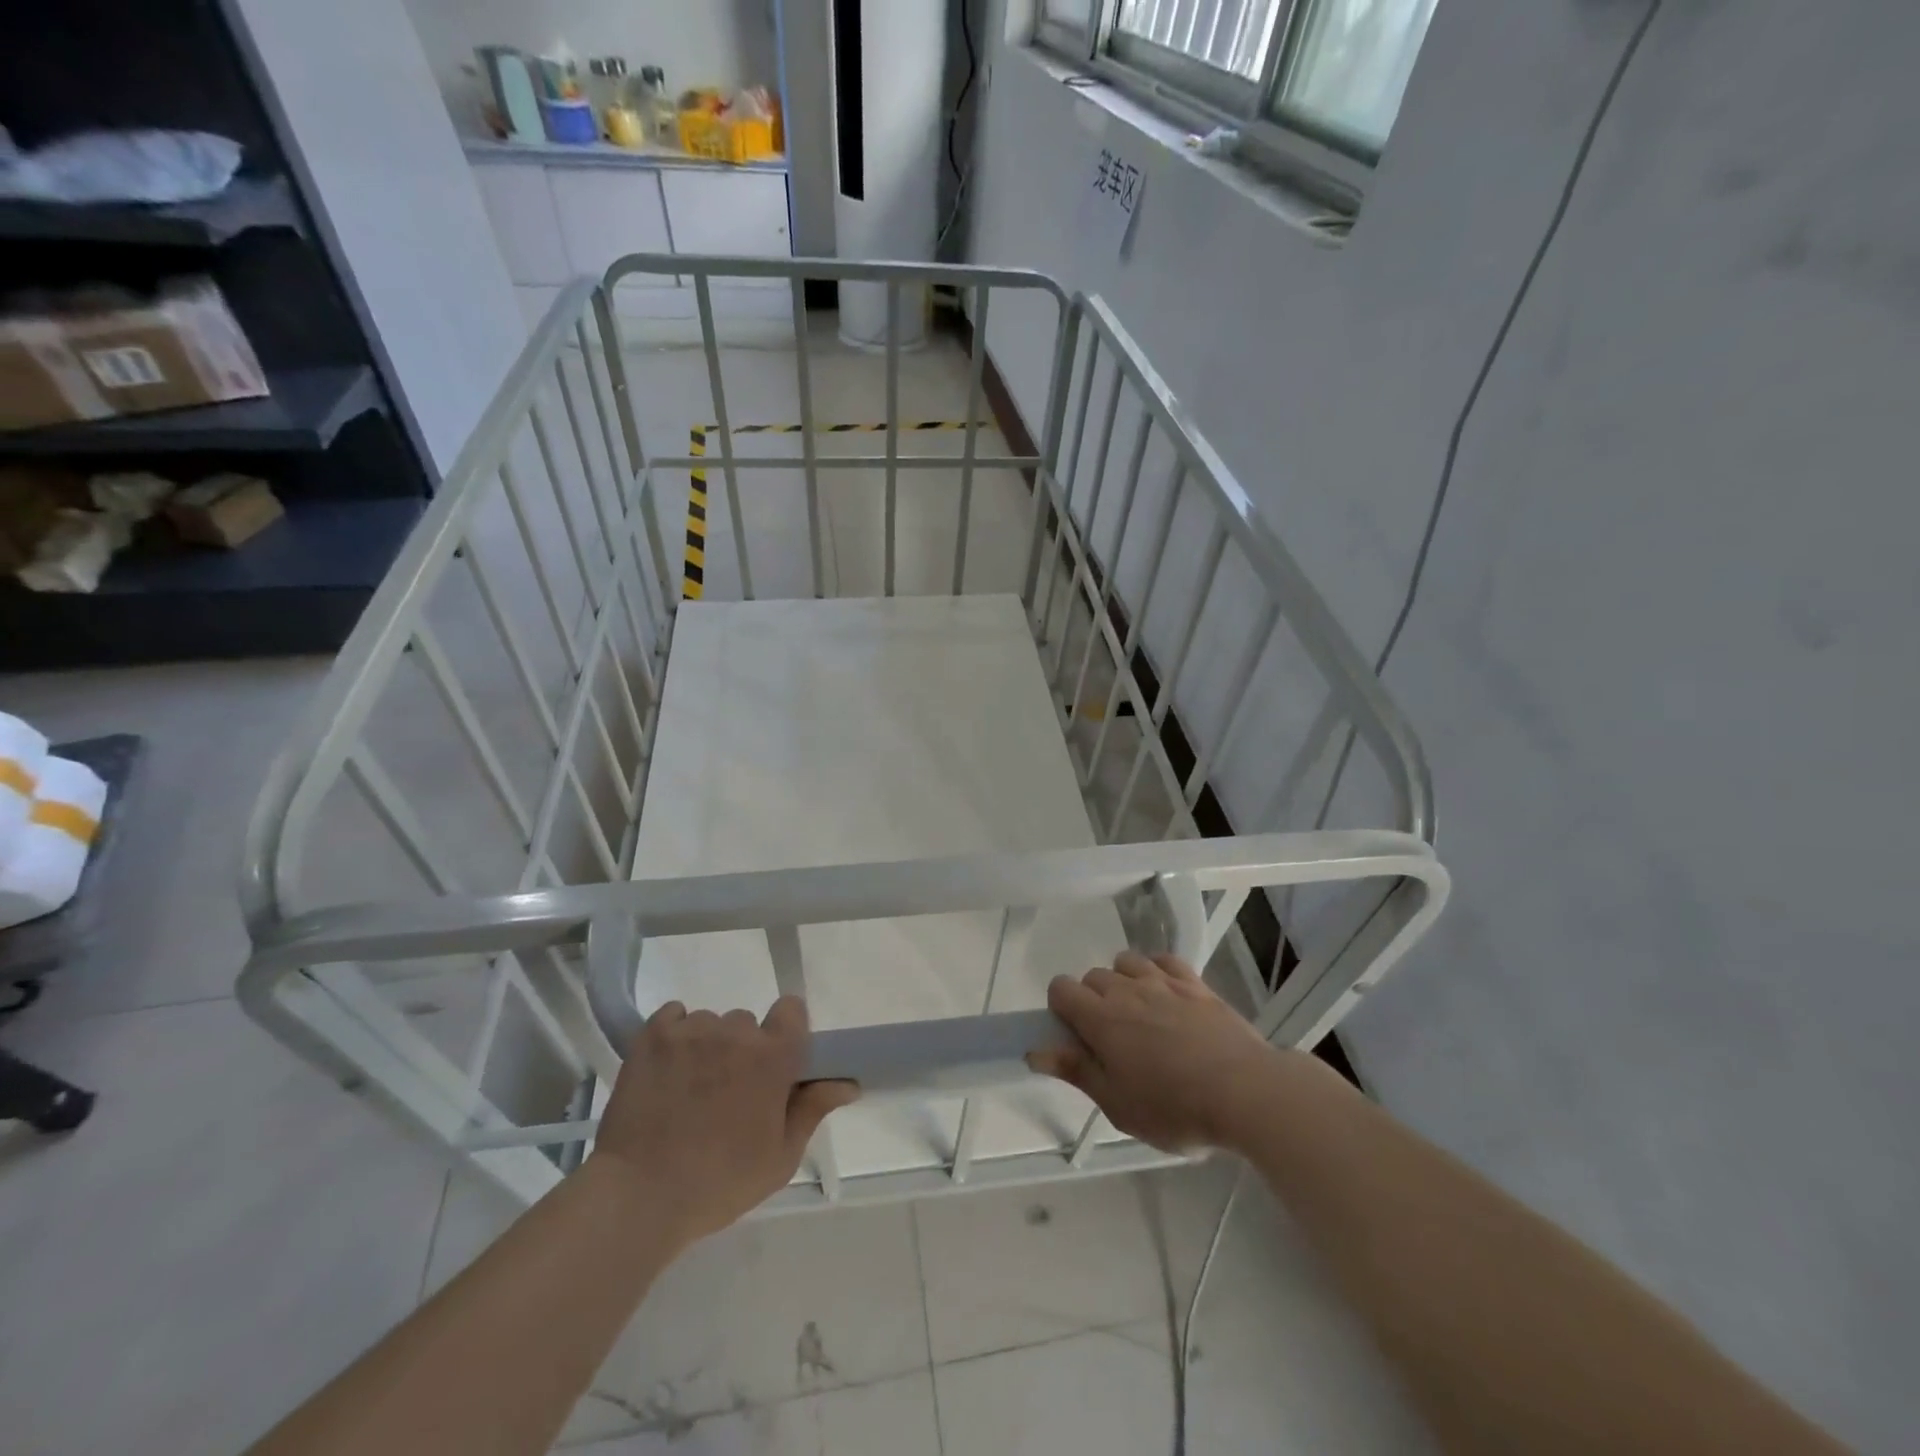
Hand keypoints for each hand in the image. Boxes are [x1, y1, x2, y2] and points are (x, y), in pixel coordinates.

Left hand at [593, 997, 858, 1246]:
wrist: (638, 1197)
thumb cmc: (719, 1183)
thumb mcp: (779, 1158)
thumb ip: (813, 1109)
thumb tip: (849, 1083)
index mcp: (773, 1056)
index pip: (792, 1009)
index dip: (786, 1031)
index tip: (775, 1064)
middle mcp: (736, 1032)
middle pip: (746, 1023)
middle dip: (742, 1051)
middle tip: (727, 1093)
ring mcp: (691, 1031)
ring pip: (709, 1023)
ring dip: (706, 1046)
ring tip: (689, 1089)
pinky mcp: (652, 1036)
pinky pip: (674, 1016)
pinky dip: (674, 1035)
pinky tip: (666, 1070)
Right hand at [1027, 951, 1283, 1152]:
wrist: (1245, 1091)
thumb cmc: (1174, 1108)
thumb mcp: (1117, 1104)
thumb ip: (1076, 1071)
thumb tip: (1035, 1051)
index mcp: (1100, 1018)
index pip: (1061, 988)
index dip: (1061, 1008)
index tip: (1077, 1037)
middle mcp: (1126, 990)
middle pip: (1093, 976)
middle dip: (1093, 1000)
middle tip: (1112, 1040)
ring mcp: (1163, 982)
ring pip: (1127, 962)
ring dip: (1124, 981)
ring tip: (1140, 1015)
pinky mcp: (1196, 984)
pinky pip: (1165, 960)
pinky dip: (1158, 971)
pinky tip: (1167, 996)